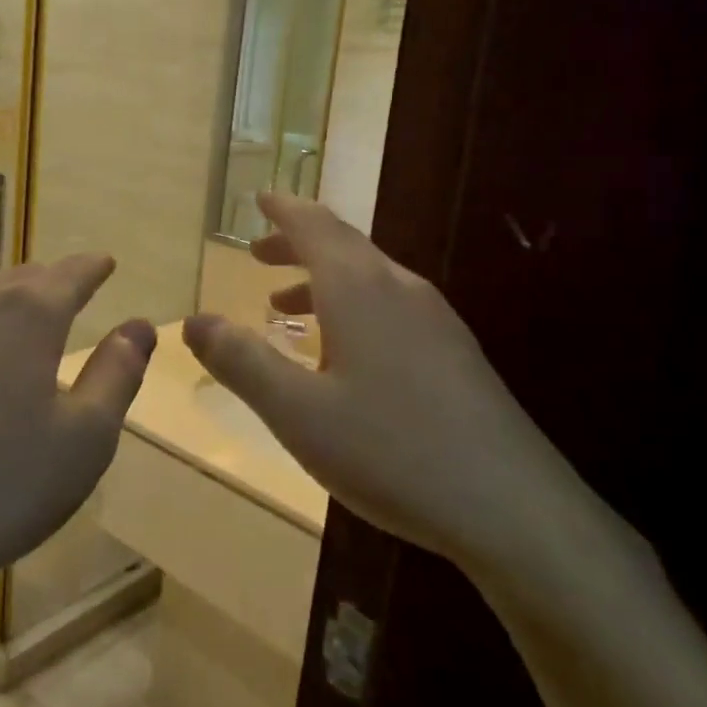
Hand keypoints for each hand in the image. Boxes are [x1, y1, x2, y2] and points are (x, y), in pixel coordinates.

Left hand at [0, 254, 156, 610]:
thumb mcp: (84, 440)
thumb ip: (117, 375)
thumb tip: (139, 326)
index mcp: (26, 318)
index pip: (70, 275)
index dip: (92, 267)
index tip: (105, 261)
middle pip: (16, 281)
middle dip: (46, 281)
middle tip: (62, 287)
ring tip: (8, 319)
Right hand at [183, 194, 596, 583]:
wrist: (513, 508)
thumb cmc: (391, 451)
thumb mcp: (297, 412)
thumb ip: (241, 361)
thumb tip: (193, 321)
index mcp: (360, 289)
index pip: (315, 225)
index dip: (283, 209)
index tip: (259, 198)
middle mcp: (400, 290)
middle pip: (343, 246)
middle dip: (297, 244)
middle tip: (258, 253)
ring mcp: (436, 321)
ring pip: (368, 279)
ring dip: (322, 281)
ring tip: (285, 307)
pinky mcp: (455, 354)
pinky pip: (390, 308)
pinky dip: (351, 309)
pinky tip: (342, 355)